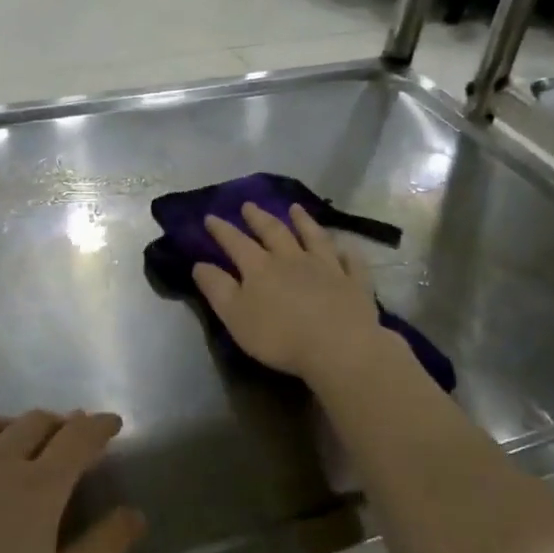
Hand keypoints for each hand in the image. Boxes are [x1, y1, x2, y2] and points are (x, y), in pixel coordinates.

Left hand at [0, 411, 144, 552]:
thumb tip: (135, 515)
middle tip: (72, 436)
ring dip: (16, 426)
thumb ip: (100, 550)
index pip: (78, 438)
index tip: (112, 424)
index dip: (99, 427)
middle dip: (60, 423)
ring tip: (24, 440)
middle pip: (35, 423)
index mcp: (38, 486)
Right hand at [192, 202, 390, 382]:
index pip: (236, 243)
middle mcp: (292, 259)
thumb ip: (217, 288)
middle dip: (259, 217)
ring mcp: (327, 267)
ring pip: (314, 237)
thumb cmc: (279, 336)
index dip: (222, 230)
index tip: (211, 216)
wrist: (338, 347)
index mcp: (260, 268)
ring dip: (303, 221)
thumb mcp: (235, 316)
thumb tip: (199, 264)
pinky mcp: (353, 282)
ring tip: (295, 208)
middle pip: (274, 232)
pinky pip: (350, 261)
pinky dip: (346, 251)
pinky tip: (345, 246)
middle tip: (249, 205)